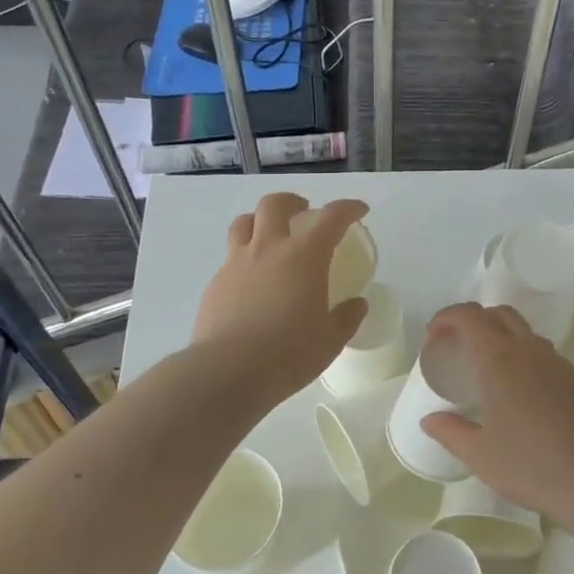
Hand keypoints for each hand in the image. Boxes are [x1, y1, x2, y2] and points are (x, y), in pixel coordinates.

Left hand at [193, 193, 370, 402]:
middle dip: (292, 201)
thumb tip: (357, 304)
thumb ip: (346, 317)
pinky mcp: (215, 283)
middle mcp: (268, 249)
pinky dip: (244, 258)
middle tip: (303, 213)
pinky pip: (230, 258)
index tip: (359, 210)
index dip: (348, 208)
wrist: (227, 372)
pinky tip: (251, 282)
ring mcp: (236, 263)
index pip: (331, 218)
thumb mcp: (330, 340)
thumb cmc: (289, 353)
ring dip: (259, 221)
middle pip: (275, 204)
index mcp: (304, 256)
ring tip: (269, 236)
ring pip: (243, 222)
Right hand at [419, 303, 573, 527]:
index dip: (446, 318)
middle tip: (458, 348)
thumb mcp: (479, 455)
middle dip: (475, 321)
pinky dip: (525, 359)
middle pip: (500, 314)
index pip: (469, 317)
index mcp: (499, 360)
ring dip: (502, 338)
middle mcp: (530, 350)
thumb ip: (450, 432)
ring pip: (525, 333)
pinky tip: (522, 395)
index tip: (434, 337)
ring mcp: (559, 363)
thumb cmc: (531, 466)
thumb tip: (429, 420)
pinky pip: (545, 356)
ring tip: (489, 372)